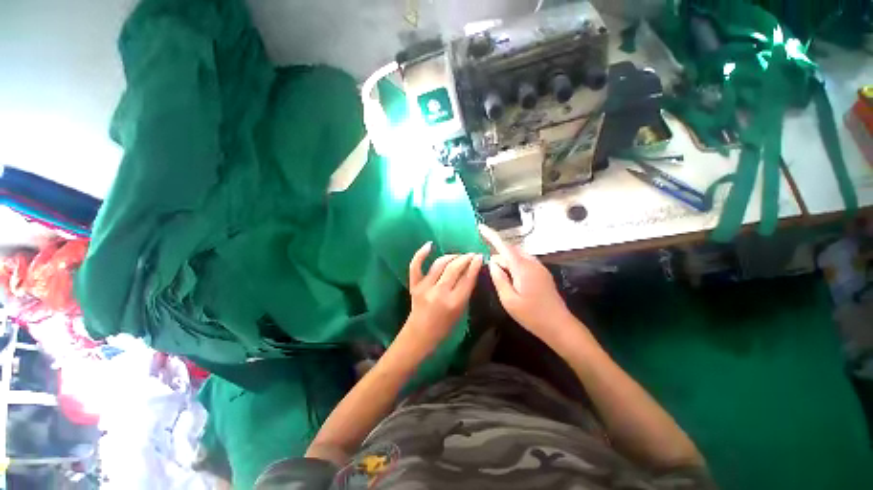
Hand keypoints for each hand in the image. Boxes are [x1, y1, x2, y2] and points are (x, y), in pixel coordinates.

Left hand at [398, 242, 482, 356]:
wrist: (420, 334)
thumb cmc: (444, 327)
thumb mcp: (461, 311)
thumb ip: (466, 291)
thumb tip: (471, 270)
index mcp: (454, 303)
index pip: (467, 278)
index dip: (475, 265)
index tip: (479, 257)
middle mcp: (439, 292)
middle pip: (455, 268)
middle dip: (465, 258)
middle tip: (471, 255)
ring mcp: (425, 287)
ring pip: (440, 264)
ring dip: (451, 256)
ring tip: (458, 256)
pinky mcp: (414, 285)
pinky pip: (416, 266)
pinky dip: (421, 254)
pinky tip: (430, 245)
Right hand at [479, 224, 573, 344]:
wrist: (559, 325)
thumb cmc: (531, 315)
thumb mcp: (508, 300)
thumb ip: (499, 278)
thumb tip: (492, 262)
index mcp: (522, 268)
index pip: (503, 246)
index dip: (491, 235)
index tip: (480, 227)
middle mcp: (531, 263)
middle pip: (510, 251)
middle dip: (497, 255)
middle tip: (489, 268)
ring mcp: (539, 267)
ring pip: (517, 256)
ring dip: (506, 260)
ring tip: (499, 275)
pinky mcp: (542, 273)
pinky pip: (524, 262)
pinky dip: (514, 265)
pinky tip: (511, 278)